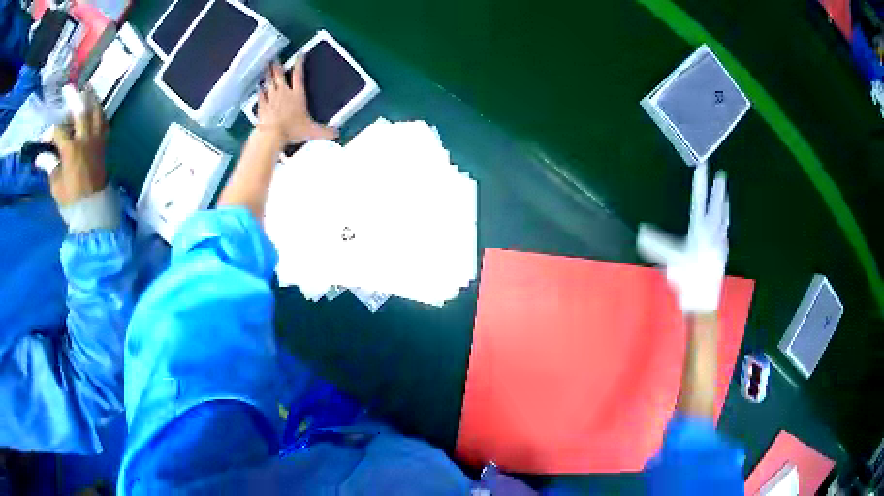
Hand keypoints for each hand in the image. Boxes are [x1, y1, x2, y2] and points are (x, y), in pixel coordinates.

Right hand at [50, 88, 107, 206]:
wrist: (93, 211)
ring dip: (91, 99)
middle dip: (73, 97)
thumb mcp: (56, 186)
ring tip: (87, 88)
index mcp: (71, 149)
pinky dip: (99, 113)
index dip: (50, 133)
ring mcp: (96, 140)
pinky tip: (96, 109)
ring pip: (96, 112)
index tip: (44, 138)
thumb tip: (40, 157)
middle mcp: (85, 139)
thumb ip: (50, 166)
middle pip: (80, 111)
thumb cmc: (72, 201)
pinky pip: (103, 122)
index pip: (59, 132)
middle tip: (68, 88)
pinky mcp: (104, 145)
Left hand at [257, 60, 336, 144]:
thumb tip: (336, 134)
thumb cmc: (292, 130)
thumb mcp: (311, 131)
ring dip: (267, 73)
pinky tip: (258, 87)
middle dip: (277, 65)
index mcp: (297, 94)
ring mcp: (271, 98)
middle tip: (275, 58)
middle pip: (279, 74)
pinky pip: (260, 95)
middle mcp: (283, 93)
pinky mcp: (262, 106)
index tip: (300, 54)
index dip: (299, 63)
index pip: (299, 74)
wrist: (272, 135)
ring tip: (266, 66)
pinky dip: (259, 90)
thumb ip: (325, 131)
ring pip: (269, 81)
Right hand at [637, 163, 728, 313]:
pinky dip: (725, 223)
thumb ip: (657, 245)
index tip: (703, 166)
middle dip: (718, 190)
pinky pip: (725, 232)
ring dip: (725, 205)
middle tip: (722, 176)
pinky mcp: (722, 254)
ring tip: (726, 197)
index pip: (699, 201)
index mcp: (700, 230)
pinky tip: (724, 226)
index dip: (700, 183)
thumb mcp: (671, 261)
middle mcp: (713, 234)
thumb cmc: (688, 281)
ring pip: (724, 219)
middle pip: (717, 207)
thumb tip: (642, 232)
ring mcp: (720, 244)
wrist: (704, 303)